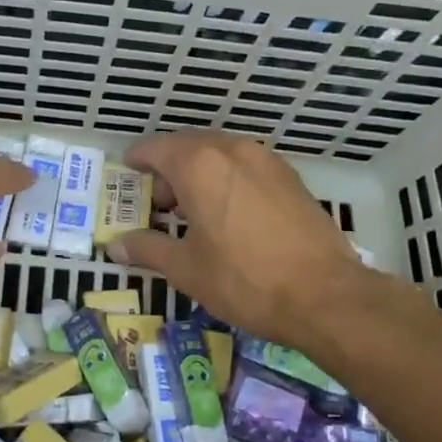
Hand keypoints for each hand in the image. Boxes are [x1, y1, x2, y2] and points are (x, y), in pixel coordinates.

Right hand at [104, 130, 365, 348]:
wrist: (326, 295)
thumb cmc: (244, 279)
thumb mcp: (186, 269)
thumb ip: (147, 248)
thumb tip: (115, 246)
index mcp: (199, 165)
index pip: (156, 148)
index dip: (137, 158)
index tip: (128, 170)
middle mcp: (232, 150)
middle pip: (188, 146)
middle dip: (168, 169)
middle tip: (158, 204)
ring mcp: (266, 160)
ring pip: (219, 154)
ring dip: (199, 173)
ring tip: (193, 211)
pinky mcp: (290, 177)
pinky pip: (245, 166)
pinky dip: (227, 179)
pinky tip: (229, 213)